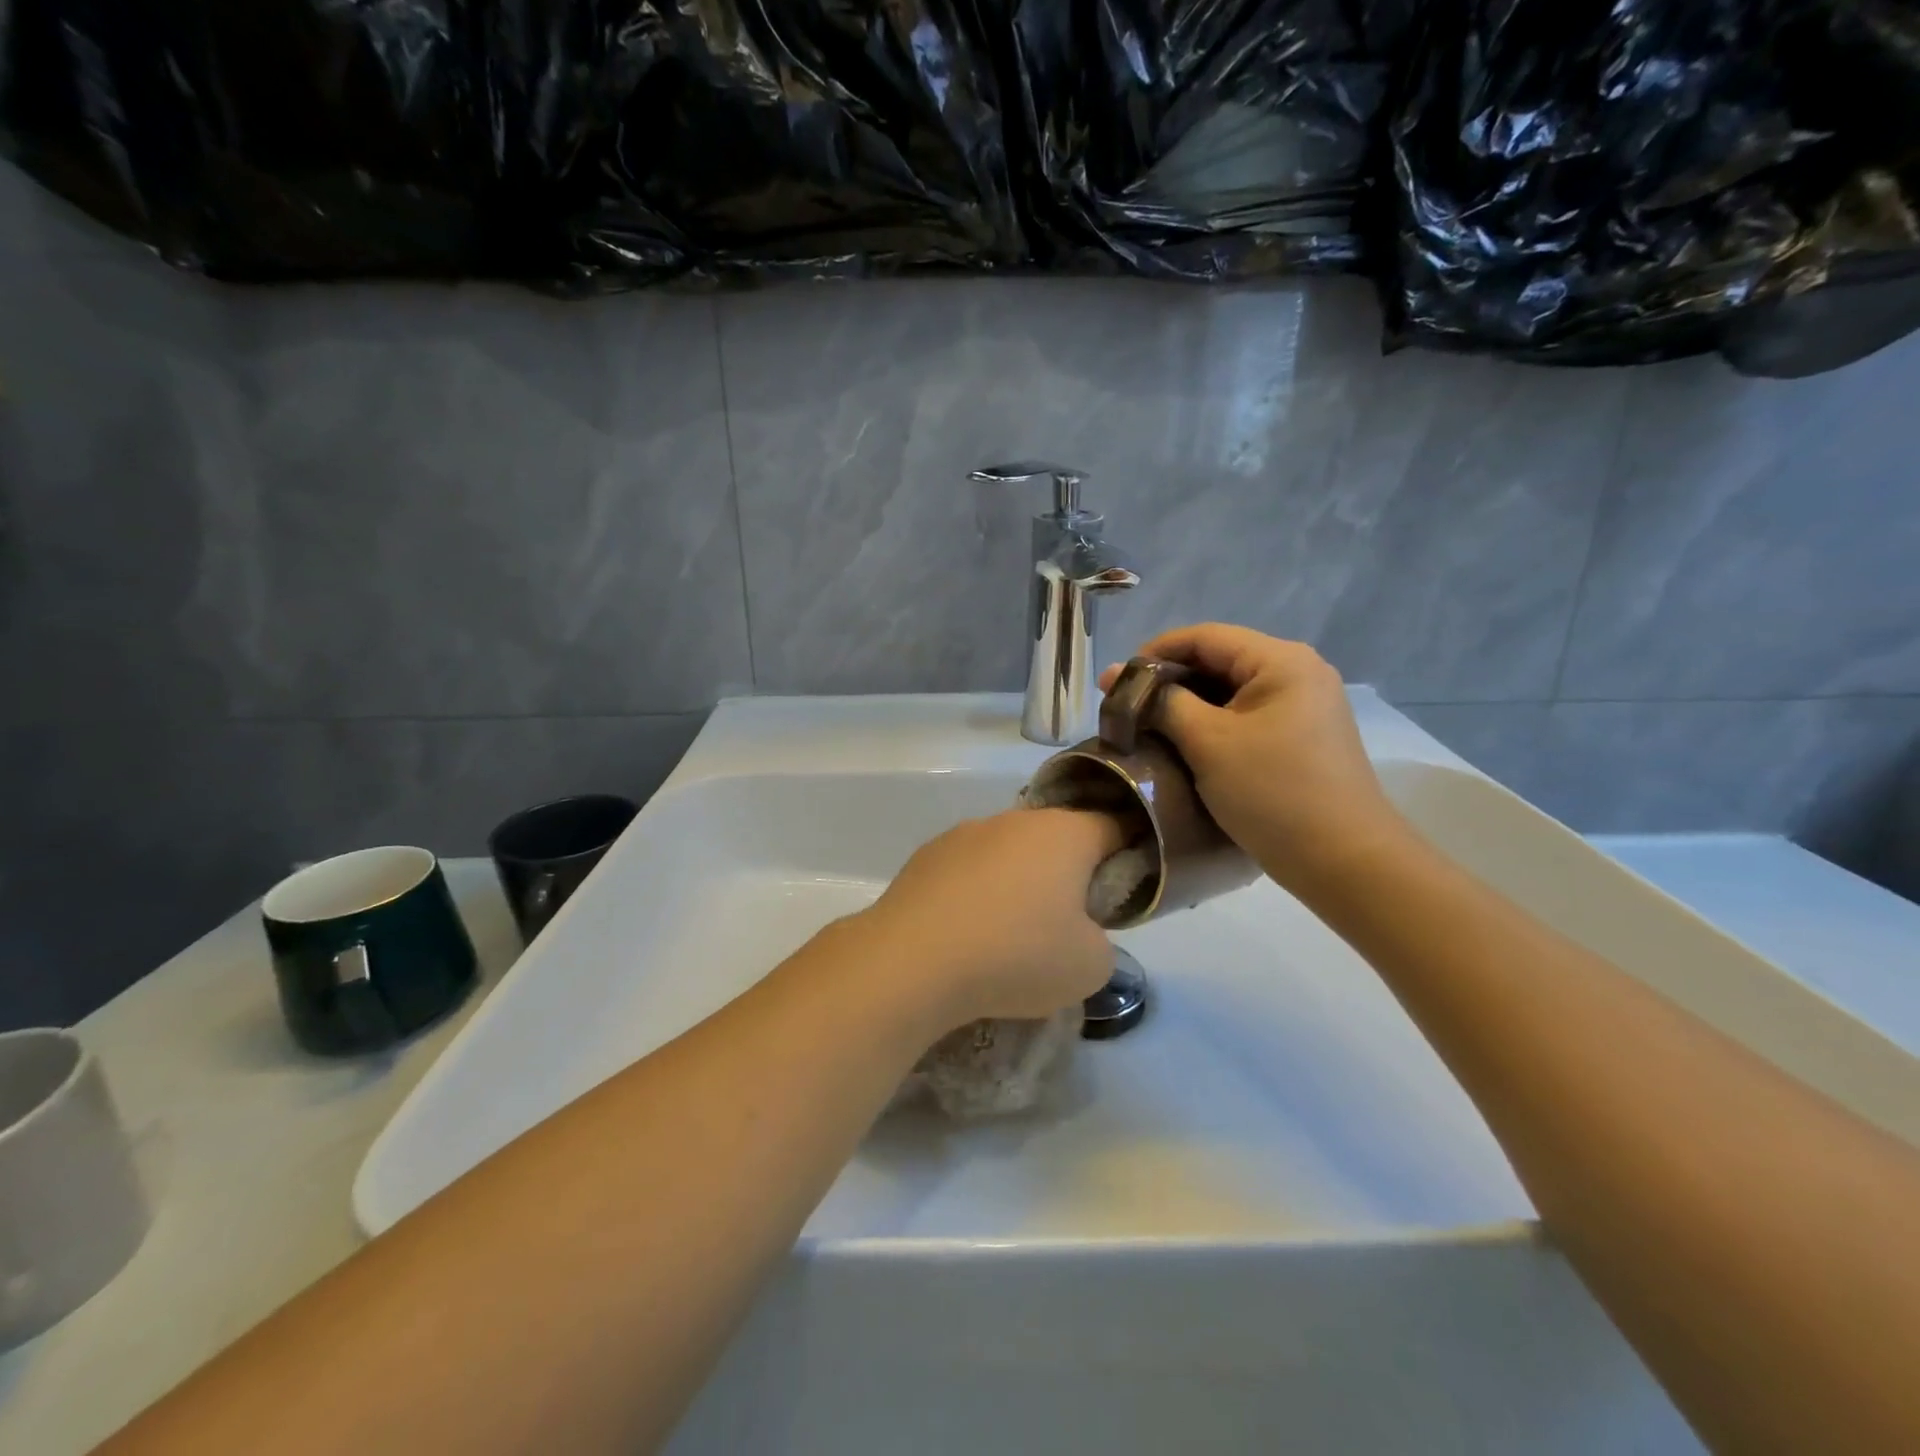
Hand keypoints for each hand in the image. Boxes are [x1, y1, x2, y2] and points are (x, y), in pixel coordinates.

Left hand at [850, 808, 1124, 1029]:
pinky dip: (976, 892)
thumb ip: (1100, 940)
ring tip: (1006, 935)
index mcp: (1064, 834)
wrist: (913, 962)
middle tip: (1065, 923)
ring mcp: (965, 833)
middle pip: (1056, 838)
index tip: (1121, 891)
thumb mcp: (1090, 966)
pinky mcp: (926, 855)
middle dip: (1066, 873)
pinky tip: (966, 933)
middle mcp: (1014, 820)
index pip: (1113, 826)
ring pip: (1008, 852)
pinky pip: (969, 869)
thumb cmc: (1017, 956)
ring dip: (1017, 881)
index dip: (1127, 854)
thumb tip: (1076, 931)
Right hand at [1101, 624, 1408, 889]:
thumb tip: (1123, 679)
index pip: (1204, 636)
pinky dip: (1211, 725)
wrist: (1345, 861)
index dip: (1154, 652)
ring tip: (1147, 726)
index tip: (1115, 681)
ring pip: (1230, 691)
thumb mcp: (1208, 742)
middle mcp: (1298, 672)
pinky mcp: (1302, 737)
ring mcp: (1304, 706)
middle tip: (1124, 706)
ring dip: (1186, 705)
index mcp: (1281, 661)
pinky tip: (1183, 744)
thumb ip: (1164, 702)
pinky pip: (1246, 717)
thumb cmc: (1273, 792)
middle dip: (1168, 681)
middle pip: (1218, 661)